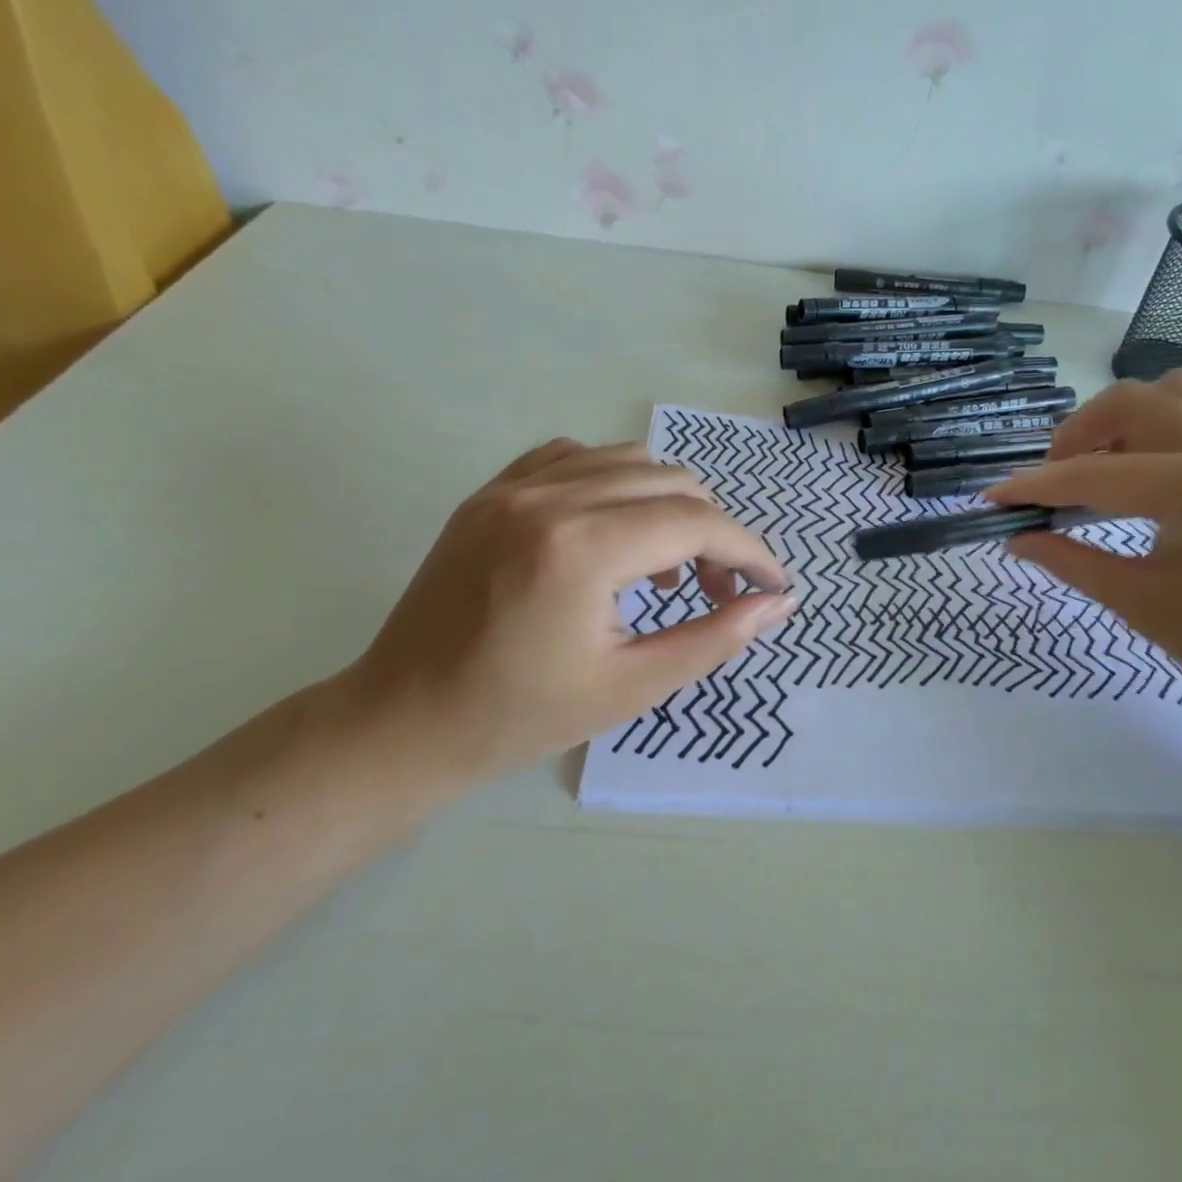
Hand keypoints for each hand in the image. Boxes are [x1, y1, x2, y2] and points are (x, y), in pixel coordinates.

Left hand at [342, 439, 792, 788]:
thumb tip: (778, 603)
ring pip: (628, 460)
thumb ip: (716, 636)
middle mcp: (548, 497)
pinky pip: (575, 458)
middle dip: (714, 533)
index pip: (697, 523)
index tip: (773, 586)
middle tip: (719, 591)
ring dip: (669, 505)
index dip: (749, 552)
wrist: (403, 723)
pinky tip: (614, 530)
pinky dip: (615, 484)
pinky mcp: (490, 492)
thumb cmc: (520, 717)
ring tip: (667, 567)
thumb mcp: (633, 686)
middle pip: (671, 482)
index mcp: (581, 548)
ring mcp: (512, 487)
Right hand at [988, 372, 1181, 727]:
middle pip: (1129, 403)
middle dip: (1076, 437)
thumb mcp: (1141, 605)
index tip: (994, 498)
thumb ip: (1070, 561)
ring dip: (1124, 419)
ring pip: (1173, 393)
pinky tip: (1155, 474)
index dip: (1034, 486)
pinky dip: (1165, 425)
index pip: (1092, 475)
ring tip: (1106, 468)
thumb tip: (1016, 538)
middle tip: (1054, 483)